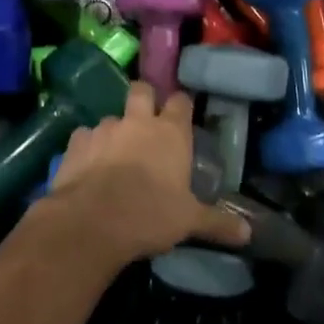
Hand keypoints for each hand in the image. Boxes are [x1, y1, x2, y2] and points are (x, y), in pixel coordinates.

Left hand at [36, 82, 249, 270]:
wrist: (91, 222)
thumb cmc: (150, 215)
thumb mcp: (189, 222)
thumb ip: (217, 223)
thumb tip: (248, 234)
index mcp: (170, 132)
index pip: (180, 101)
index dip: (181, 105)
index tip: (182, 113)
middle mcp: (137, 122)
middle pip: (141, 90)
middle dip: (144, 98)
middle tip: (146, 119)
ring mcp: (104, 129)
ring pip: (111, 117)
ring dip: (115, 130)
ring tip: (115, 152)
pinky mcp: (76, 143)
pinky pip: (84, 136)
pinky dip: (88, 146)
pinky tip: (88, 165)